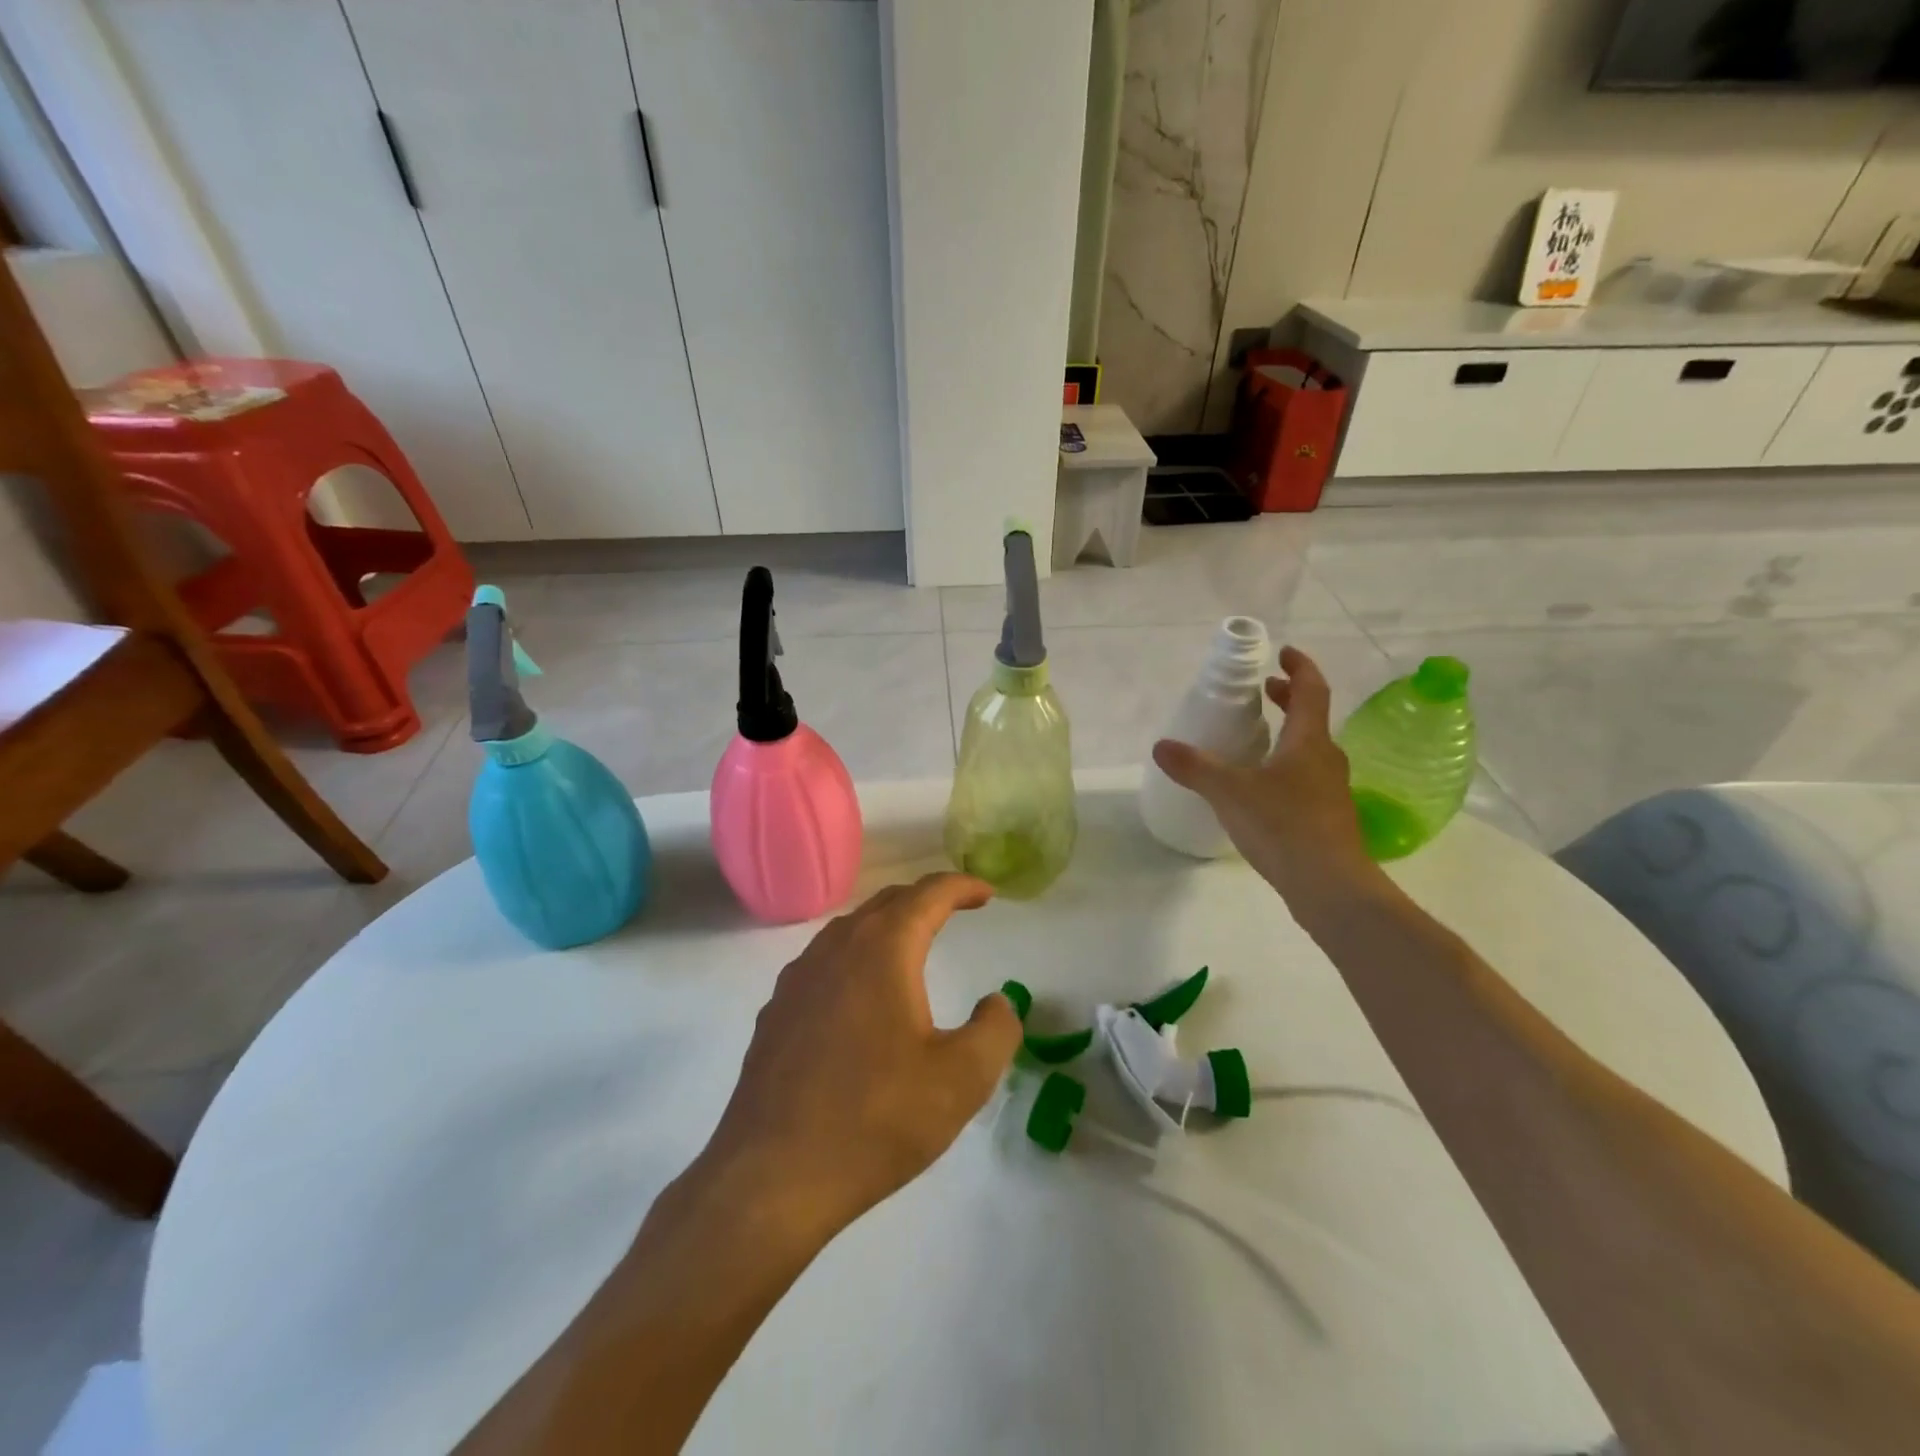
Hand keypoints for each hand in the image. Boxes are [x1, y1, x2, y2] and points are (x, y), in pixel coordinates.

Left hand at [693, 873, 1021, 1248]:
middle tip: (956, 909)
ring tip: (912, 943)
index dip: (961, 886)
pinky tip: (860, 993)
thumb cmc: (875, 1120)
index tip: (986, 892)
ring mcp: (798, 978)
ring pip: (850, 929)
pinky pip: (824, 962)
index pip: (928, 895)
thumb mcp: (961, 1080)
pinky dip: (855, 956)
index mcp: (882, 950)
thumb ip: (995, 1030)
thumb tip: (997, 1002)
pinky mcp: (776, 1011)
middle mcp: (836, 948)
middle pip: (886, 903)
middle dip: (925, 898)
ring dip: (888, 925)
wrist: (772, 1177)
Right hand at [1152, 645, 1380, 903]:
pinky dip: (1286, 766)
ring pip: (1310, 749)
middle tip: (1265, 690)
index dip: (1299, 667)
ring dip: (1288, 733)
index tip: (1283, 653)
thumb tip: (1161, 745)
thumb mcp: (1230, 792)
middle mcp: (1325, 759)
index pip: (1311, 690)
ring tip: (1259, 737)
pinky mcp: (1327, 818)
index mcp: (1308, 741)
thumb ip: (1195, 767)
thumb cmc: (1283, 825)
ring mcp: (1330, 790)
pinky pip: (1306, 777)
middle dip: (1289, 698)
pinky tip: (1262, 788)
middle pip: (1312, 717)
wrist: (1330, 886)